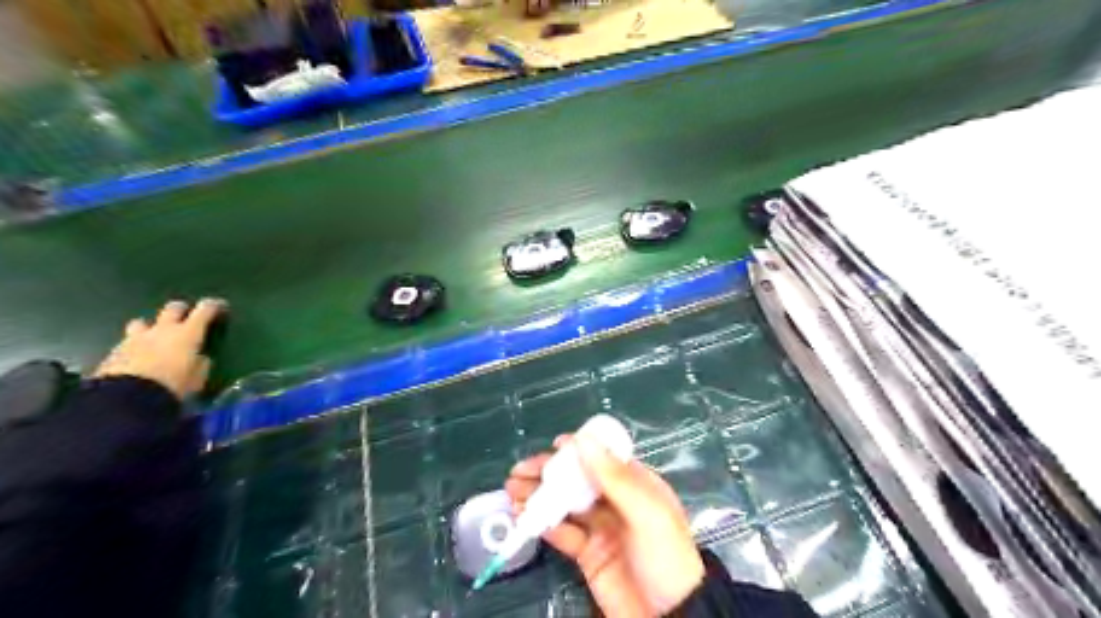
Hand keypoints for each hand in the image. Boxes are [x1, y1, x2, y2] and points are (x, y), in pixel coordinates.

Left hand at [95, 300, 227, 399]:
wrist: (127, 399)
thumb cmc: (173, 386)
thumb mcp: (198, 377)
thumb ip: (201, 363)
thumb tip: (201, 357)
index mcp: (188, 333)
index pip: (205, 309)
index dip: (214, 305)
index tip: (221, 307)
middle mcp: (162, 329)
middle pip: (172, 308)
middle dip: (182, 310)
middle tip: (188, 319)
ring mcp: (135, 339)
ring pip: (143, 322)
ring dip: (151, 327)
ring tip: (155, 338)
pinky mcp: (114, 352)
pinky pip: (127, 342)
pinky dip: (135, 346)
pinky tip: (138, 358)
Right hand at [503, 435, 699, 616]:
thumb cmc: (664, 557)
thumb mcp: (646, 513)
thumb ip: (614, 478)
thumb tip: (584, 440)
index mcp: (636, 485)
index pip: (604, 459)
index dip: (579, 450)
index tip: (554, 445)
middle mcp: (616, 502)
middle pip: (578, 479)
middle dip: (549, 472)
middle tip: (520, 470)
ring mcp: (600, 528)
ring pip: (565, 503)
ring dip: (539, 495)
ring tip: (513, 491)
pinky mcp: (587, 553)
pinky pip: (561, 532)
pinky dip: (542, 522)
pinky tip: (524, 516)